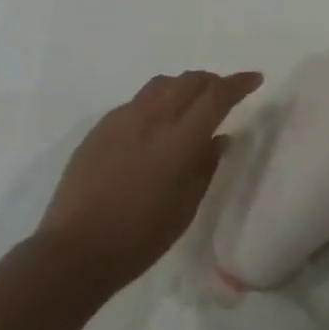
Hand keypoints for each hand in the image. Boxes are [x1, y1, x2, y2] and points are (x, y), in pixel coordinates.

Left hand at [37, 69, 261, 297]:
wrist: (73, 251)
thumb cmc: (138, 238)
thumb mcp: (185, 208)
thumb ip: (206, 167)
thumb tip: (221, 138)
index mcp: (179, 140)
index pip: (217, 96)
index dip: (239, 83)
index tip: (255, 79)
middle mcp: (153, 118)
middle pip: (190, 81)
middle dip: (212, 82)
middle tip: (223, 94)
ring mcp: (123, 118)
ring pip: (162, 85)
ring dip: (183, 87)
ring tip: (189, 105)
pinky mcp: (101, 127)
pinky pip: (137, 101)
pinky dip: (156, 103)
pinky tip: (153, 127)